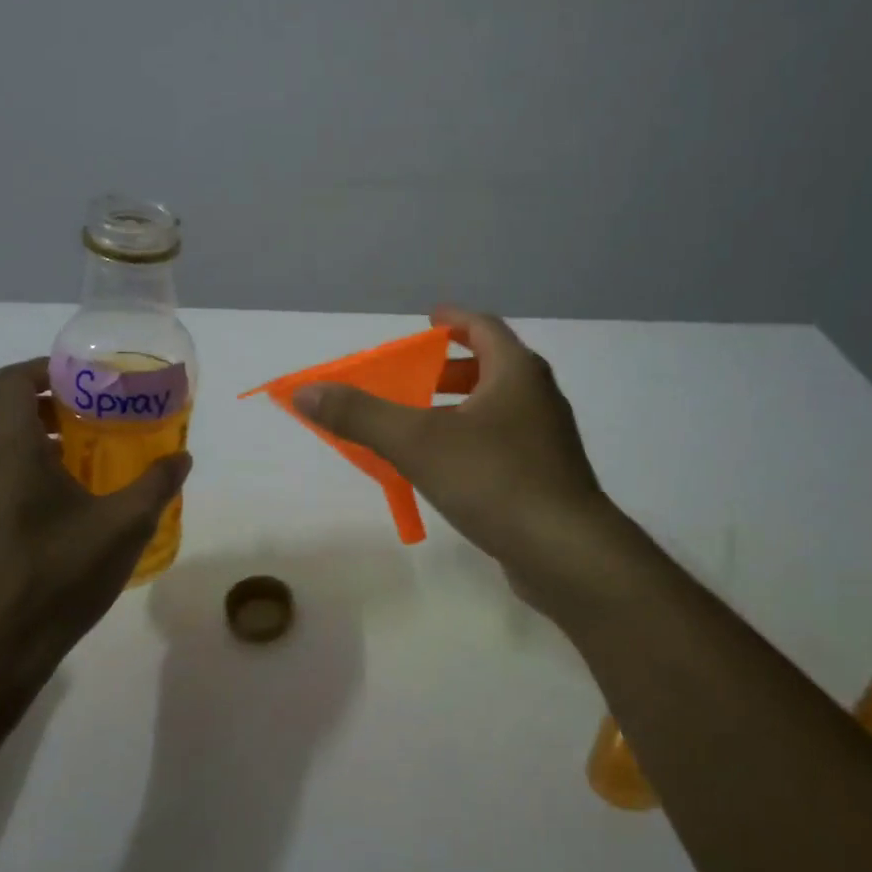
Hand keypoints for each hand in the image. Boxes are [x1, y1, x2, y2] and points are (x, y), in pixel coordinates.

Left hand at [0, 358, 191, 707]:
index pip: (13, 379)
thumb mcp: (123, 527)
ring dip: (45, 443)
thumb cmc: (55, 577)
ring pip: (3, 447)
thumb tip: (181, 457)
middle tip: (104, 418)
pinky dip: (30, 471)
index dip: (47, 368)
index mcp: (5, 447)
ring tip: (95, 461)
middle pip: (10, 412)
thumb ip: (155, 484)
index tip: (87, 377)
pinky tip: (70, 505)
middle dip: (57, 408)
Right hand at [294, 307, 633, 614]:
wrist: (566, 552)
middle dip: (450, 369)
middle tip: (414, 379)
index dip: (453, 320)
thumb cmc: (493, 480)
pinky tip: (449, 470)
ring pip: (499, 408)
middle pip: (492, 366)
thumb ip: (360, 414)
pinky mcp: (549, 477)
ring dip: (461, 408)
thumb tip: (306, 391)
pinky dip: (474, 441)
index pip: (483, 327)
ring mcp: (549, 439)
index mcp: (516, 373)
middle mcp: (539, 397)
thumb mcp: (417, 442)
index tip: (427, 321)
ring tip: (422, 426)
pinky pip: (504, 443)